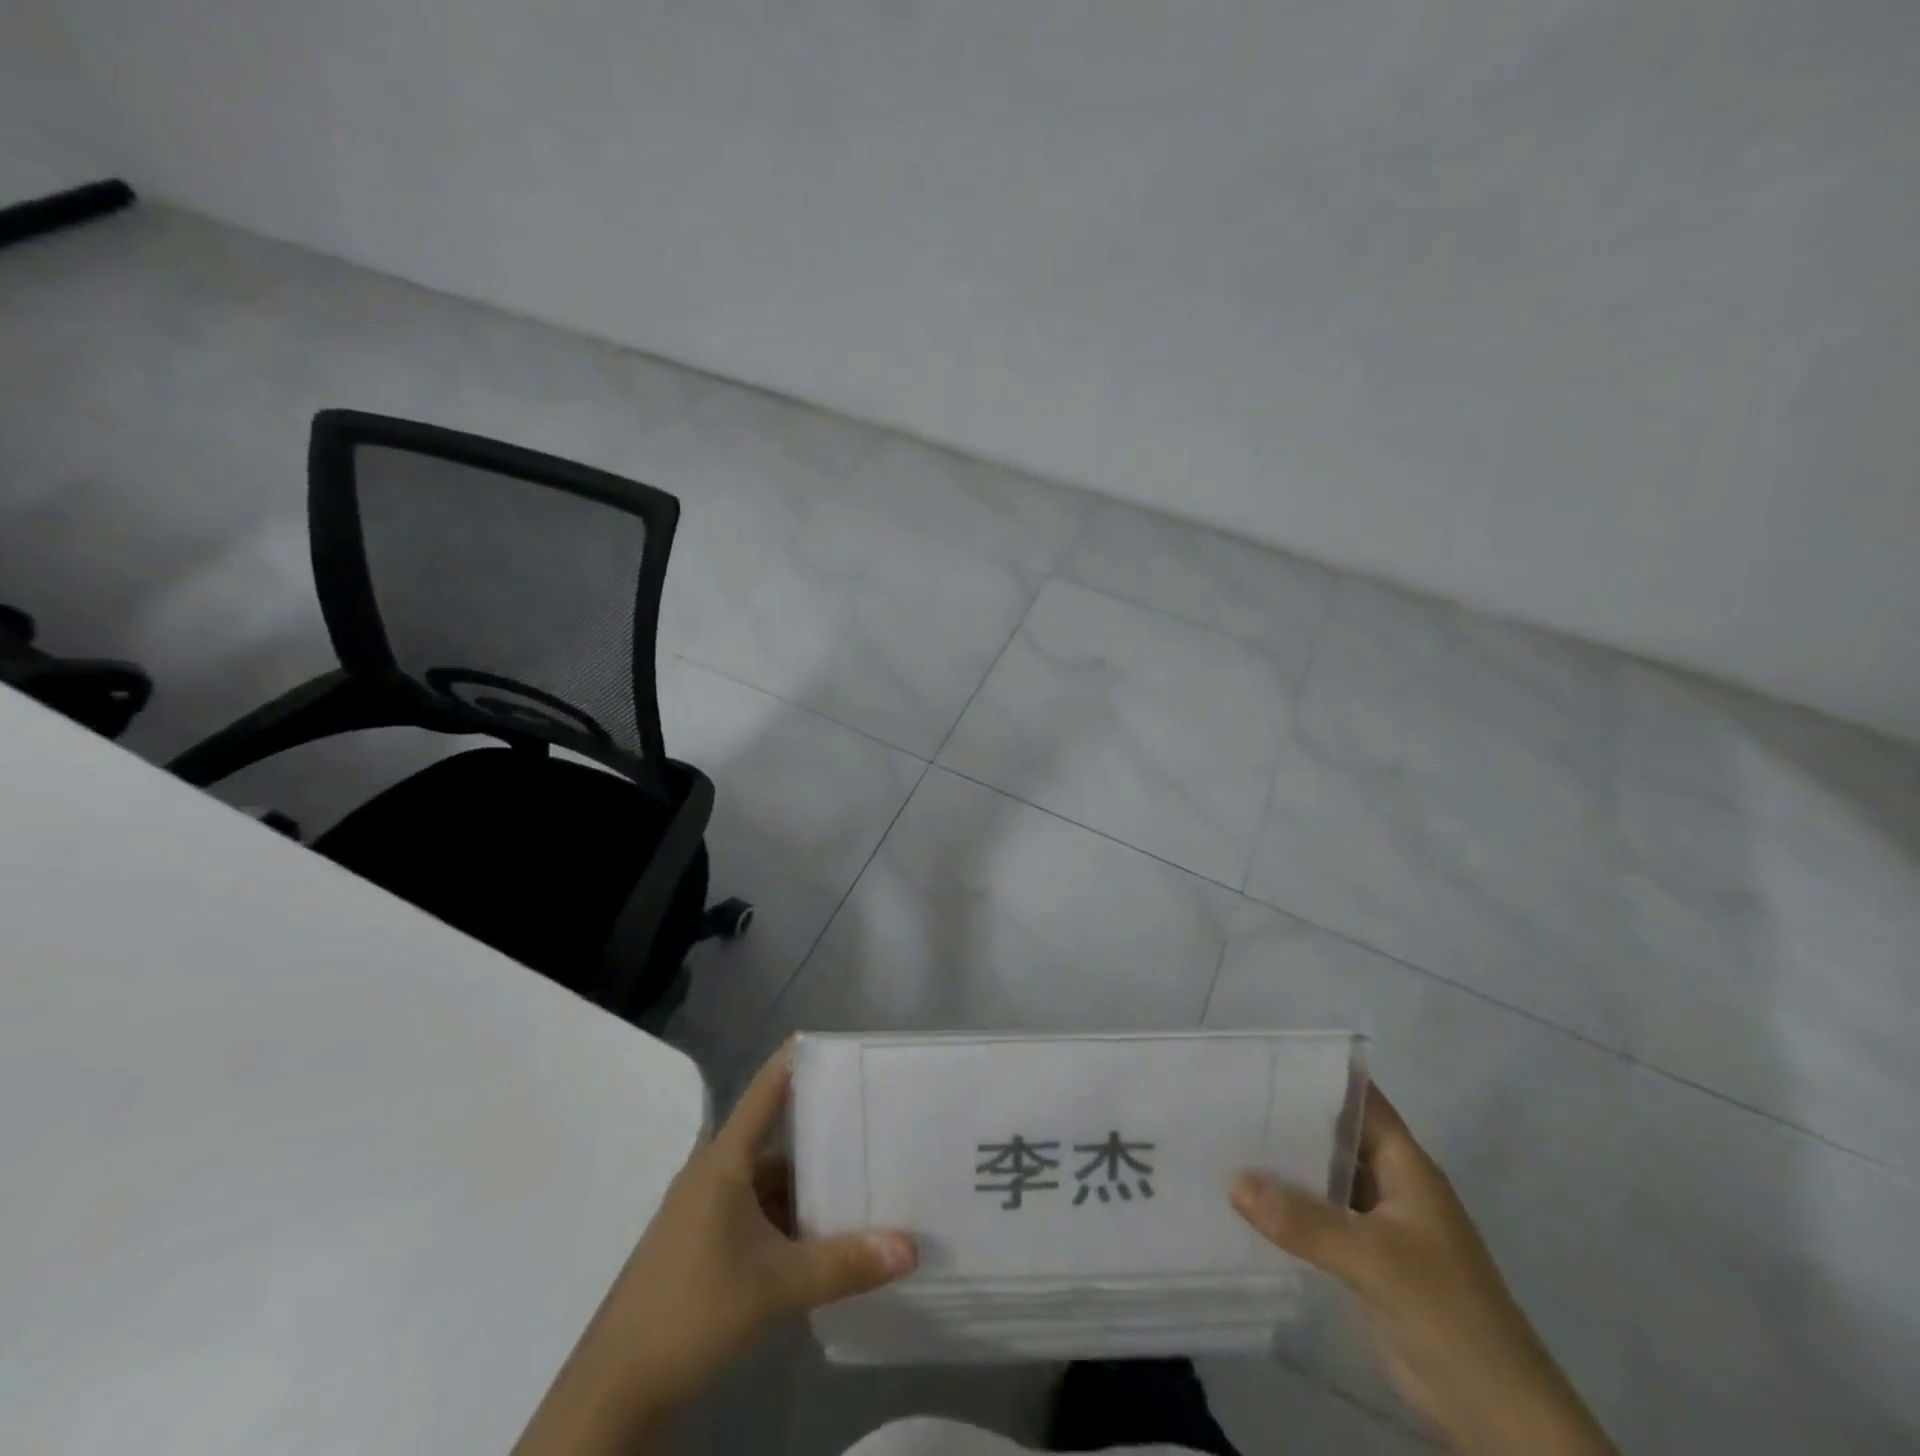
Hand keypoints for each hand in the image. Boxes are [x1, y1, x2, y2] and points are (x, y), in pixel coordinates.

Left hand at [513, 1045, 918, 1455]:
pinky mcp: (701, 1241)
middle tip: (867, 1117)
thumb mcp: (777, 1286)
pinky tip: (818, 1231)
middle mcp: (712, 1173)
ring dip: (804, 1180)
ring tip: (856, 1175)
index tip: (834, 1042)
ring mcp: (703, 1208)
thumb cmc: (693, 1311)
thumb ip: (845, 1264)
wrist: (616, 1388)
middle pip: (773, 1135)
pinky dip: (786, 1213)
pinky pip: (754, 1208)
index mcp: (724, 1161)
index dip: (796, 1060)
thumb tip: (909, 1247)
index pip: (765, 1090)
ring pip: (765, 1177)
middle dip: (819, 1128)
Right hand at [1231, 1086, 1613, 1455]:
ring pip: (1325, 1178)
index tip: (1264, 1058)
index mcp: (1406, 1166)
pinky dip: (1290, 1208)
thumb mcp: (1373, 1258)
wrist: (1497, 1412)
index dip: (1319, 1075)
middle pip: (1336, 1136)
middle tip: (1230, 1098)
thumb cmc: (1446, 1311)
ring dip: (1285, 1165)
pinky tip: (1248, 1200)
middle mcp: (1392, 1185)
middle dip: (1289, 1118)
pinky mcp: (1367, 1261)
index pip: (1360, 1101)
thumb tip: (1233, 1181)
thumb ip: (1303, 1220)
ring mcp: (1380, 1225)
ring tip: (1227, 1140)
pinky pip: (1321, 1219)